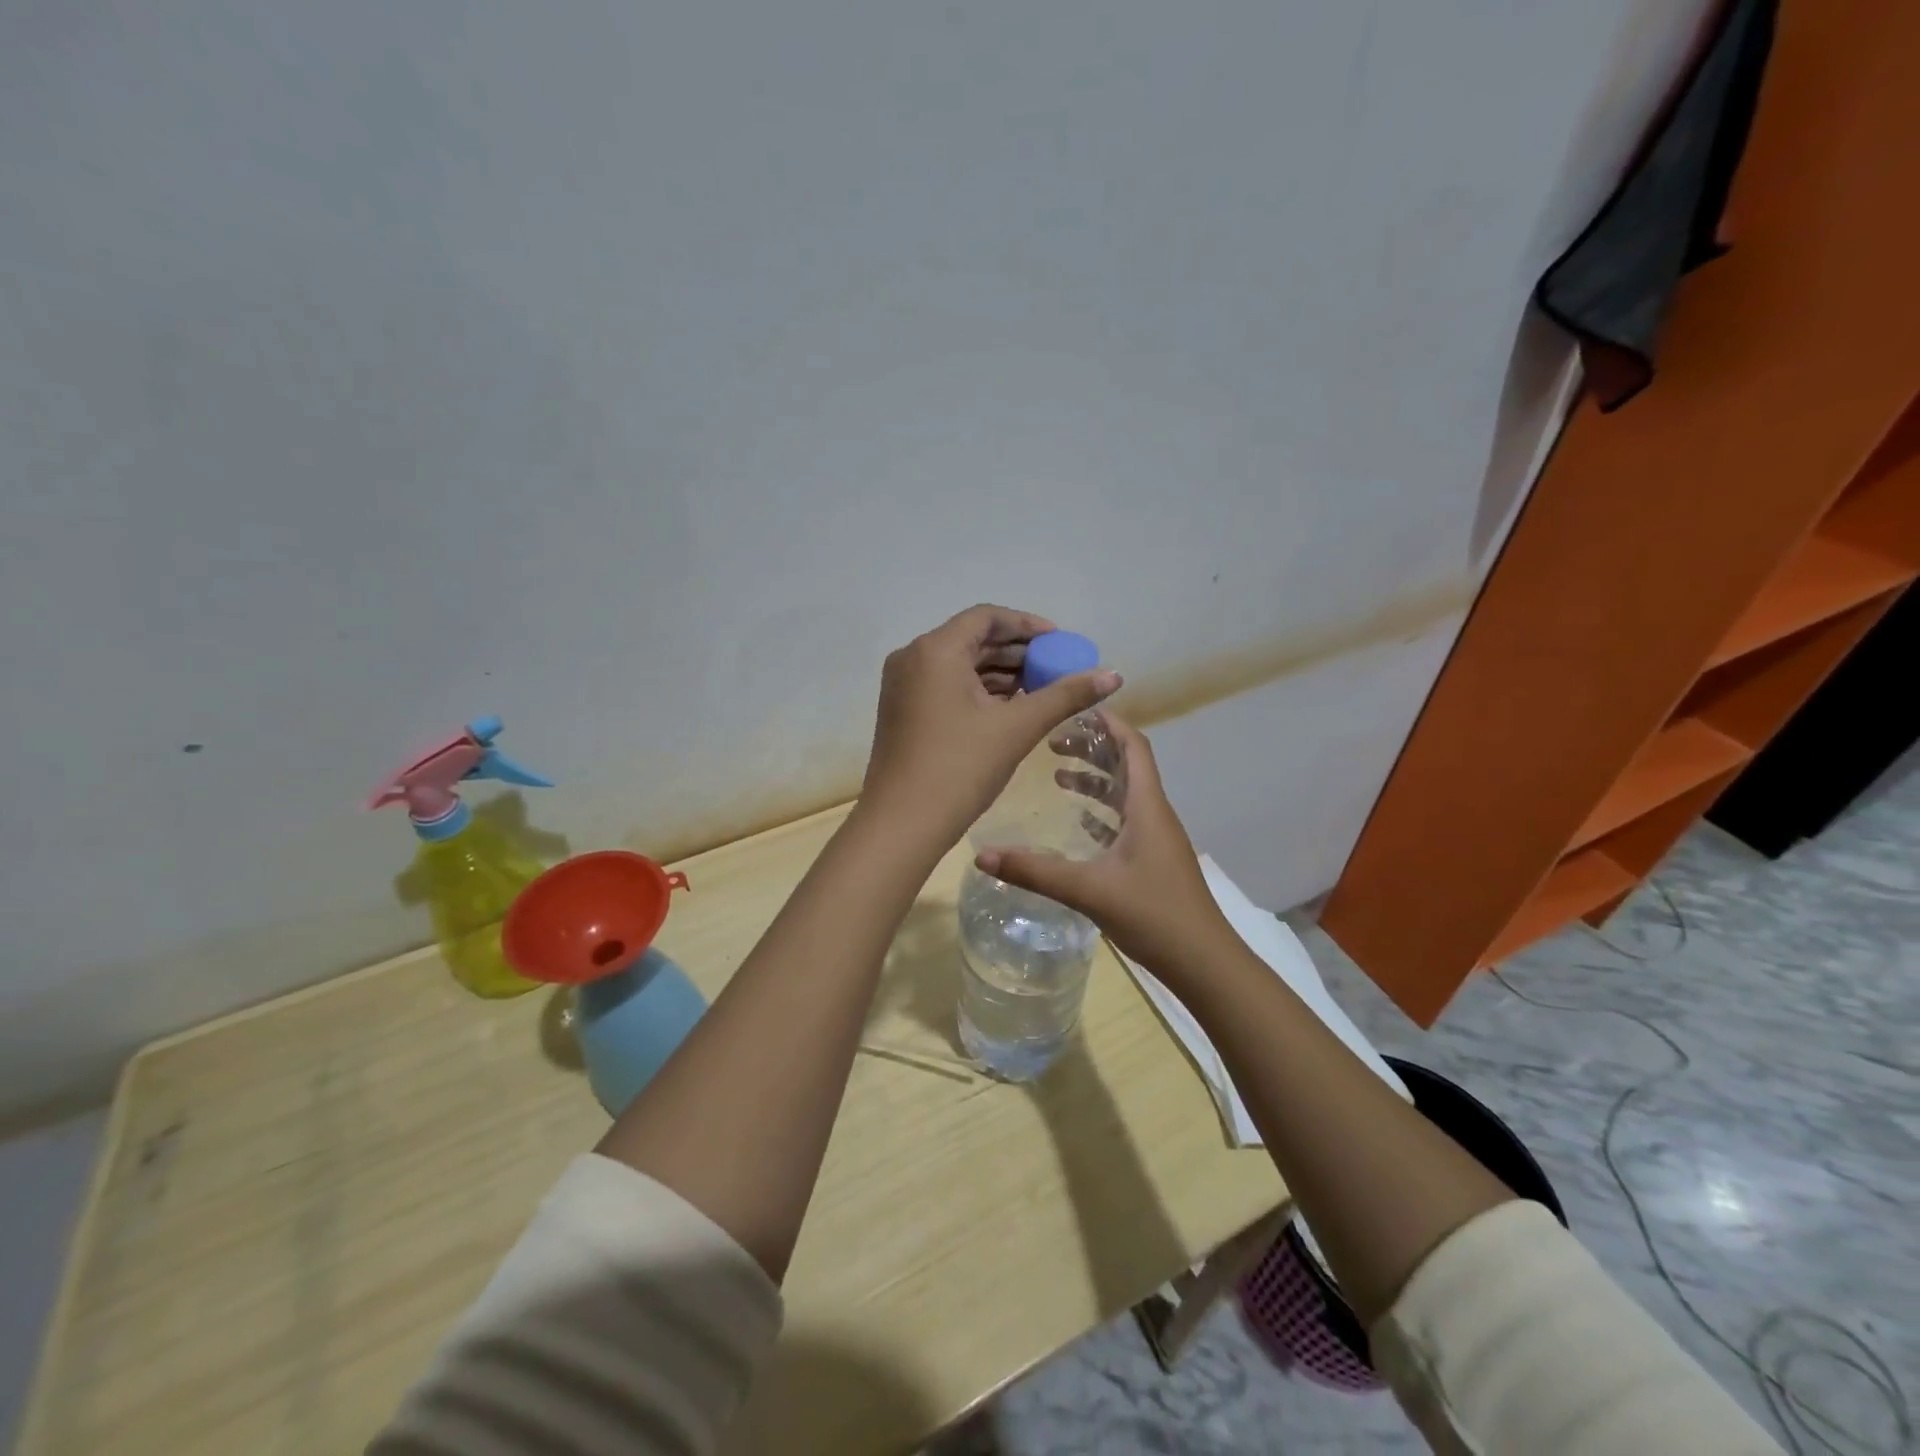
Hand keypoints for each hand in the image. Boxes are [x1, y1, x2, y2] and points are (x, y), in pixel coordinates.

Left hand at [859, 605, 1120, 850]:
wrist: (902, 824)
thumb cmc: (960, 768)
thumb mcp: (1017, 728)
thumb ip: (1066, 695)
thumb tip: (1113, 674)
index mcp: (935, 650)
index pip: (987, 618)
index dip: (1028, 625)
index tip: (1060, 643)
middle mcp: (913, 657)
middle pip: (973, 640)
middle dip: (1017, 653)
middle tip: (1056, 669)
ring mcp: (902, 685)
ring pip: (959, 665)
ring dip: (1000, 674)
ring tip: (1040, 691)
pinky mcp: (902, 710)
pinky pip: (945, 686)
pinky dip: (978, 691)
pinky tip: (1009, 709)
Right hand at [974, 713, 1229, 978]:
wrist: (1204, 963)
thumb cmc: (1153, 915)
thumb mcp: (1088, 890)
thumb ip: (1034, 871)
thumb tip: (981, 855)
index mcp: (1147, 807)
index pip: (1133, 747)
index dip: (1109, 723)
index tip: (1076, 708)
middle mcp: (1155, 814)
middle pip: (1127, 766)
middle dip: (1092, 749)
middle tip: (1052, 742)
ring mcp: (1157, 839)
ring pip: (1125, 794)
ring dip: (1095, 780)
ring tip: (1057, 774)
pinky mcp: (1154, 861)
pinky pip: (1126, 821)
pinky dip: (1101, 811)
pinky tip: (1078, 821)